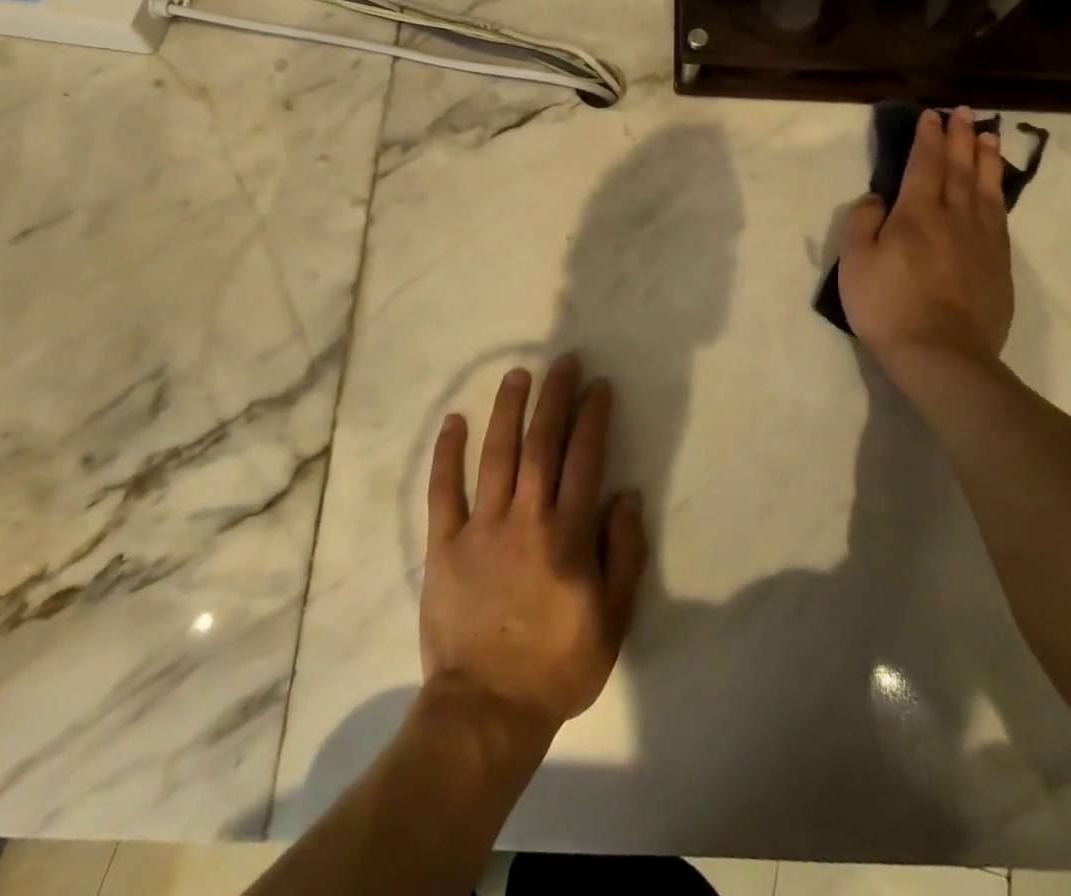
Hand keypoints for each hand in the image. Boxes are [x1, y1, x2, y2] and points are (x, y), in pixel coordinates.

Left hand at [421, 355, 647, 739]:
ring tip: (517, 374)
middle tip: (562, 361)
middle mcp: (526, 517)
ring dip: (508, 409)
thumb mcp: (613, 619)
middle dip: (555, 397)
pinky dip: (448, 454)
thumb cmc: (558, 664)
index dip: (593, 417)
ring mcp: (482, 527)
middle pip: (542, 443)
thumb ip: (623, 553)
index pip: (585, 458)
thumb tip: (627, 496)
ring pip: (497, 454)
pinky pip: (444, 490)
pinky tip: (454, 421)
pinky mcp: (445, 544)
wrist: (487, 708)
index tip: (598, 385)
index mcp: (568, 534)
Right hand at [838, 106, 1014, 366]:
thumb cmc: (888, 306)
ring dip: (986, 159)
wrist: (941, 355)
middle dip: (960, 138)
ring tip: (988, 136)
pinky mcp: (999, 264)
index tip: (932, 116)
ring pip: (987, 188)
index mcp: (917, 214)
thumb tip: (878, 198)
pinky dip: (999, 193)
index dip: (928, 138)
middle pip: (960, 168)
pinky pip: (1000, 216)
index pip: (925, 164)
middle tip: (964, 113)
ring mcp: (983, 240)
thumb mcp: (855, 263)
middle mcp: (955, 217)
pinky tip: (997, 188)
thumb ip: (862, 222)